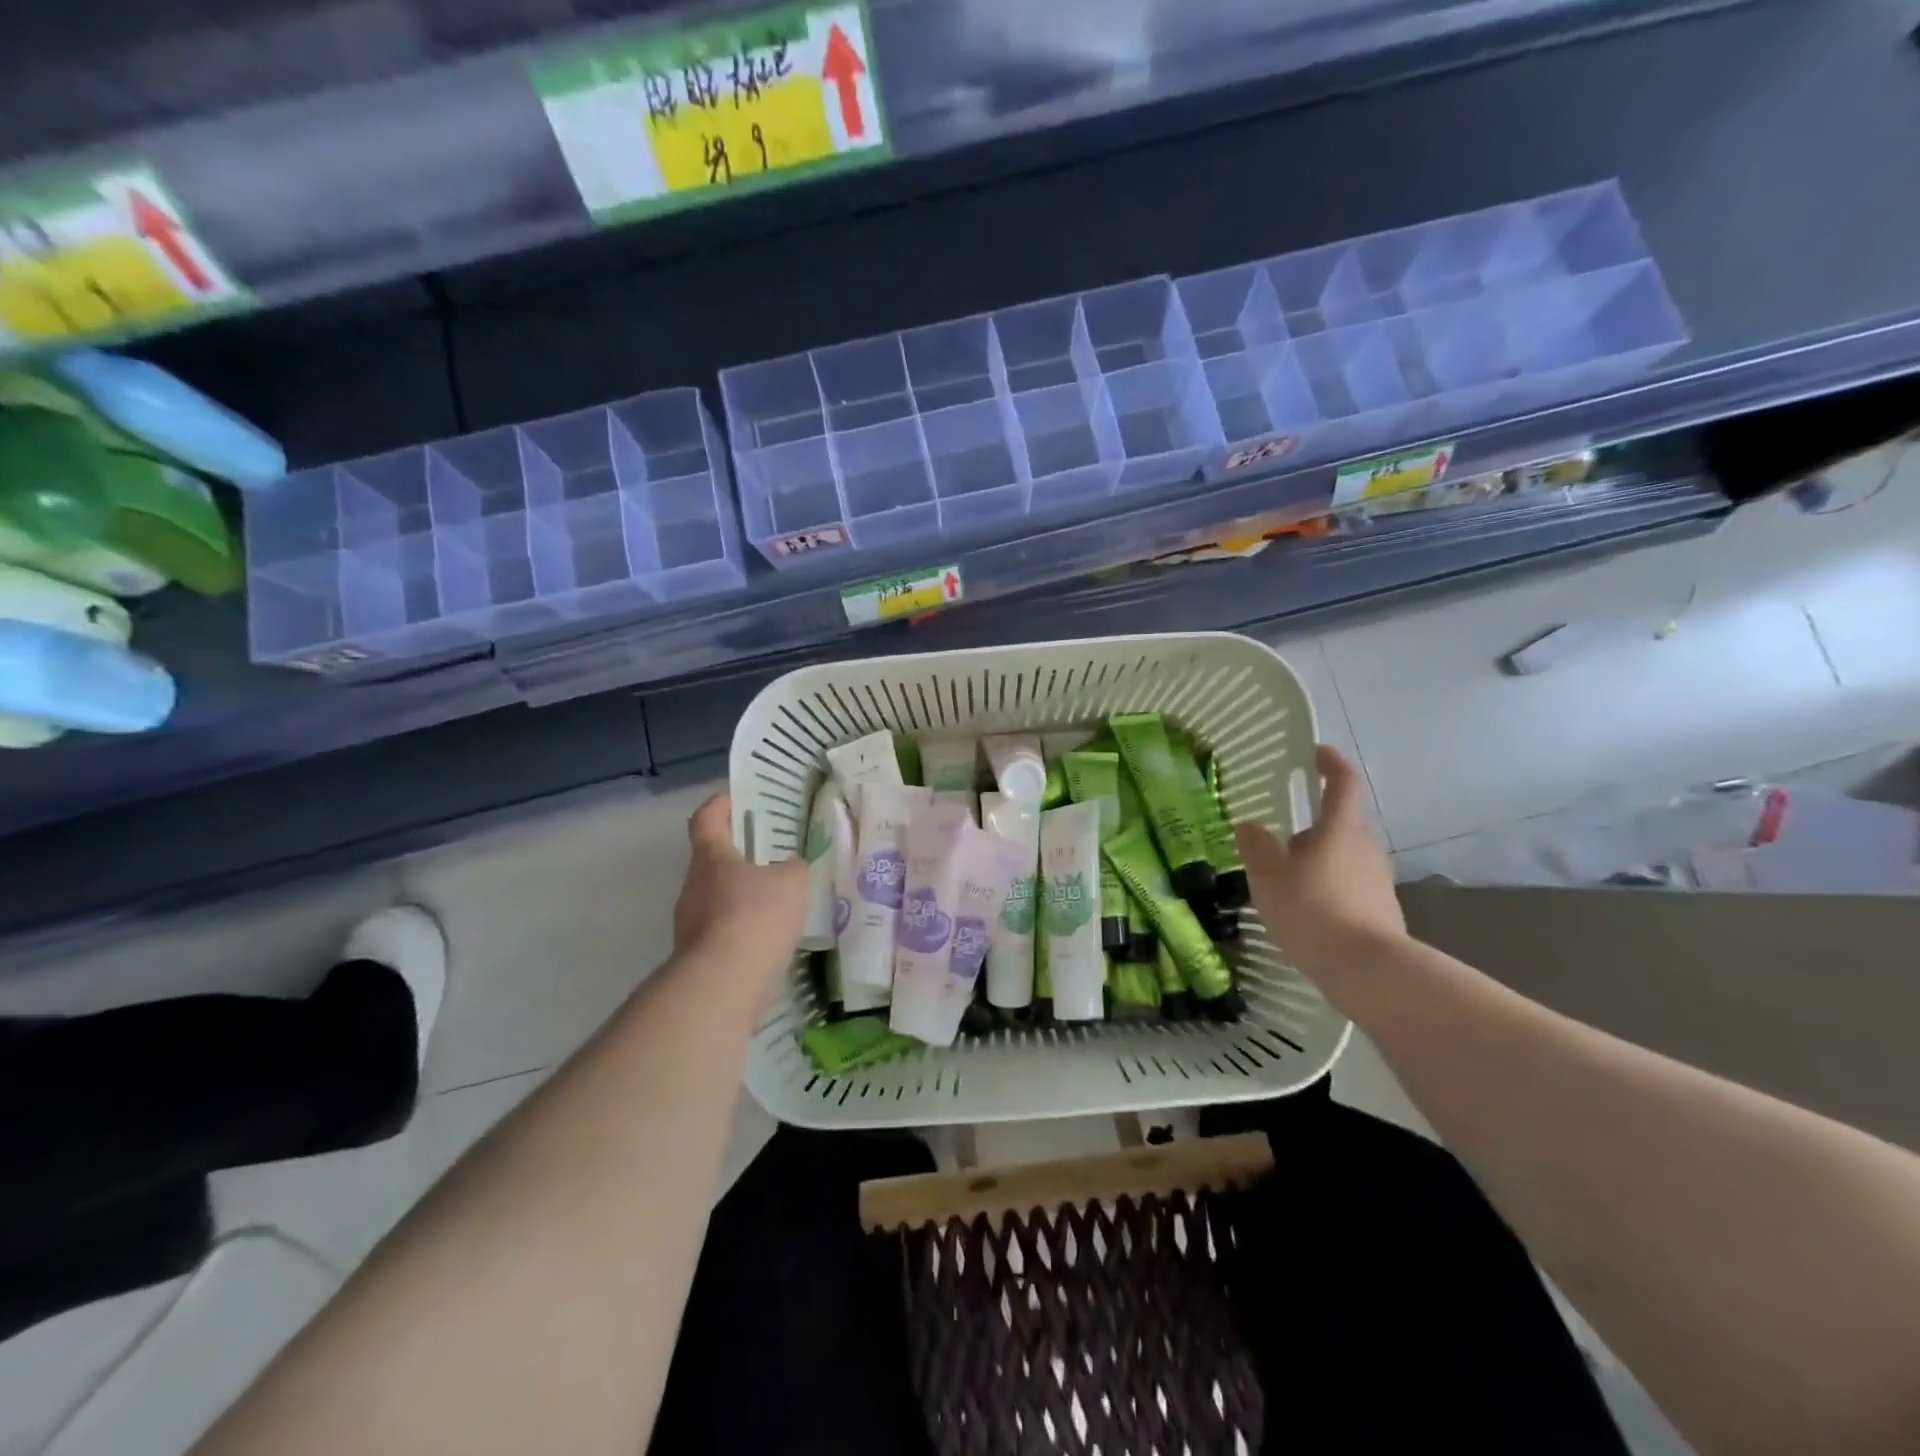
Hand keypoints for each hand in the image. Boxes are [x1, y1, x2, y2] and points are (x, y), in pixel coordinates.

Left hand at [673, 793, 808, 993]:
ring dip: (740, 897)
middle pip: (711, 862)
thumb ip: (792, 867)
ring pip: (716, 899)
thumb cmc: (756, 916)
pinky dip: (741, 931)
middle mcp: (692, 886)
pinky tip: (768, 940)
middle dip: (737, 857)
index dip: (719, 806)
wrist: (724, 984)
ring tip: (775, 902)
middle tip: (769, 855)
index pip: (706, 819)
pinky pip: (721, 932)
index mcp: (711, 858)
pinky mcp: (696, 957)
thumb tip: (788, 866)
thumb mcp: (792, 881)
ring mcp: (689, 925)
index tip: (735, 799)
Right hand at [1234, 745, 1404, 986]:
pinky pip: (1351, 886)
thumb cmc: (1312, 910)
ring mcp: (1378, 879)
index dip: (1332, 763)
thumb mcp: (1268, 876)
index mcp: (1340, 829)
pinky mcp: (1382, 910)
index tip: (1317, 752)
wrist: (1367, 970)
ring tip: (1289, 881)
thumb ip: (1256, 846)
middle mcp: (1366, 847)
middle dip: (1314, 826)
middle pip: (1341, 824)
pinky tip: (1308, 911)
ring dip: (1320, 860)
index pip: (1343, 783)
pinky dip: (1330, 888)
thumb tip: (1249, 825)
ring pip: (1345, 857)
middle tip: (1280, 840)